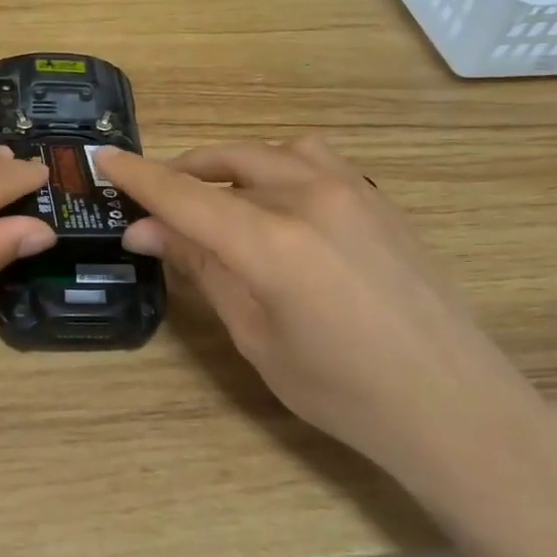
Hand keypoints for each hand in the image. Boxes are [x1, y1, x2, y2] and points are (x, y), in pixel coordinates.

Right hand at [99, 139, 556, 512]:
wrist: (452, 403)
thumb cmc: (341, 390)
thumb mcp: (256, 335)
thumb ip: (204, 270)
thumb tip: (146, 231)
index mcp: (272, 242)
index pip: (185, 195)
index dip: (138, 177)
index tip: (104, 160)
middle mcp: (311, 198)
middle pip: (228, 162)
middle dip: (182, 173)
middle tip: (154, 202)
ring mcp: (354, 191)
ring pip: (273, 153)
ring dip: (232, 166)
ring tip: (214, 198)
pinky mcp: (380, 199)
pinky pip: (315, 162)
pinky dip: (277, 168)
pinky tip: (275, 204)